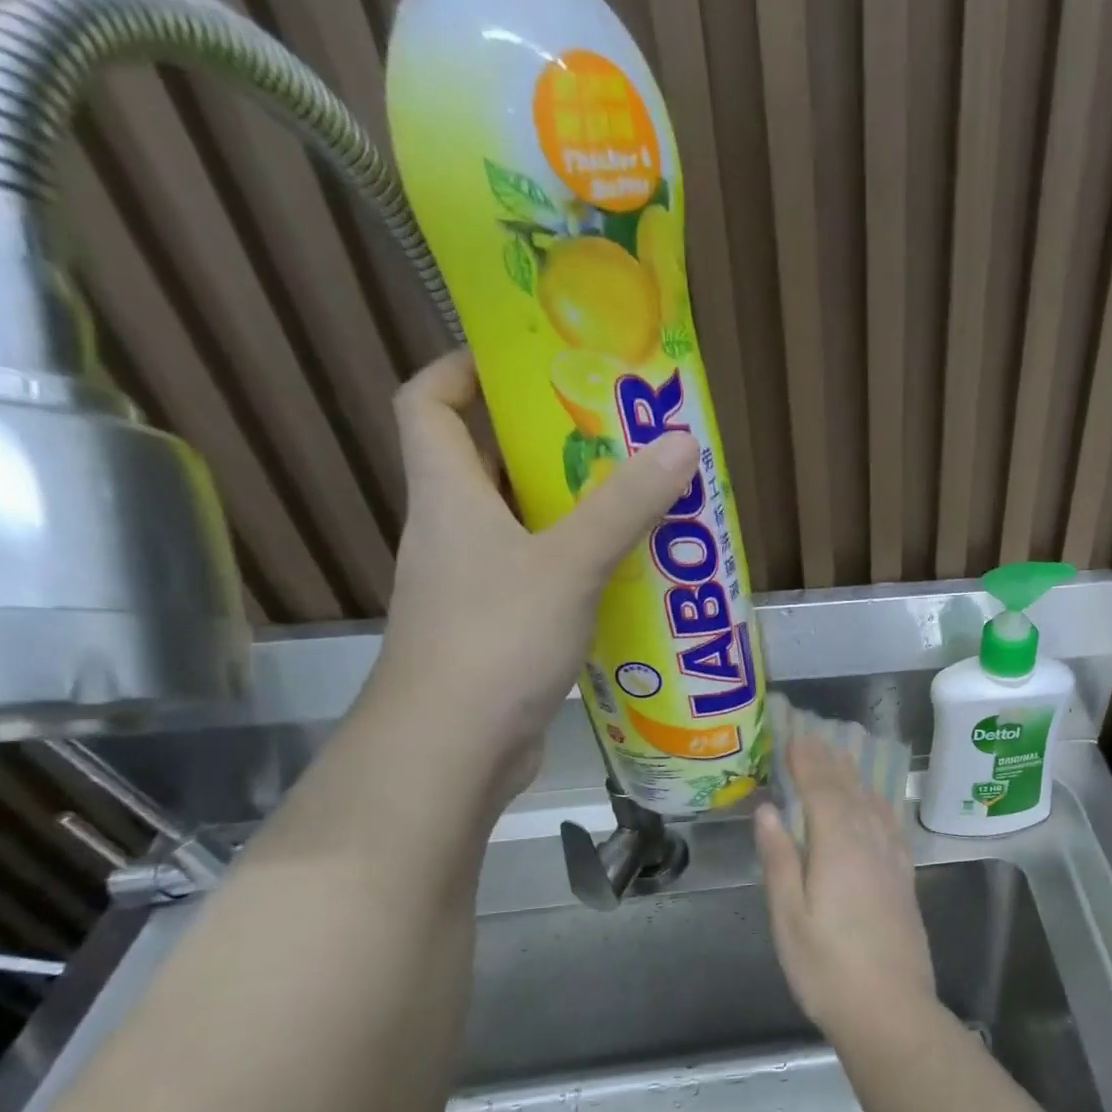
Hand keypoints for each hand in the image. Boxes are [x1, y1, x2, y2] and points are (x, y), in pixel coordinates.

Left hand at [366, 349, 697, 791]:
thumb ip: (625, 505)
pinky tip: (628, 581)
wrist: (451, 748)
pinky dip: (579, 570)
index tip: (524, 363)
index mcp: (449, 495)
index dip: (464, 370)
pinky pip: (540, 579)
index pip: (429, 404)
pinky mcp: (497, 630)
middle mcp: (452, 533)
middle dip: (547, 447)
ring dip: (573, 513)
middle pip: (487, 465)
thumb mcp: (569, 564)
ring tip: (639, 506)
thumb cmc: (496, 638)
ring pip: (522, 528)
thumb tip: (681, 442)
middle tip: (617, 440)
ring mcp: (472, 586)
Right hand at [753, 736, 937, 1037]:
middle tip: (815, 732)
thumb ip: (780, 858)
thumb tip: (769, 810)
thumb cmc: (827, 968)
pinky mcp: (905, 878)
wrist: (890, 1009)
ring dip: (855, 775)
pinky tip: (877, 801)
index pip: (822, 789)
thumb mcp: (789, 917)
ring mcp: (892, 860)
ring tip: (842, 754)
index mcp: (838, 847)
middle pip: (849, 790)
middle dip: (830, 759)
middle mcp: (870, 843)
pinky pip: (891, 825)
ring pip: (872, 803)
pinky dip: (879, 803)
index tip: (794, 733)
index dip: (807, 759)